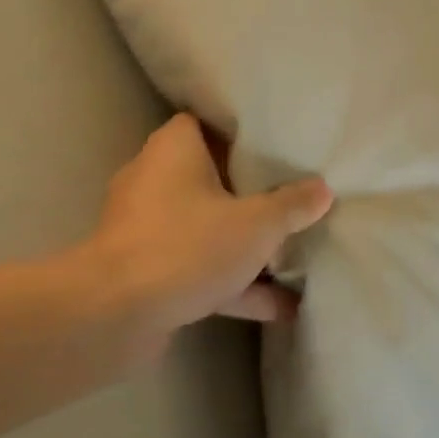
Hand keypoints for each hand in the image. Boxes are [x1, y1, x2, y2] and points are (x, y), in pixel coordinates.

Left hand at [82, 113, 332, 344]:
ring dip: (243, 245)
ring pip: (204, 227)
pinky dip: (231, 284)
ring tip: (291, 257)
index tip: (272, 144)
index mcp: (173, 148)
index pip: (204, 123)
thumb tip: (323, 189)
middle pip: (207, 176)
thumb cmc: (188, 244)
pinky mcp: (144, 271)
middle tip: (288, 197)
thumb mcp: (256, 224)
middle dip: (247, 193)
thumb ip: (291, 206)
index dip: (238, 132)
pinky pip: (196, 266)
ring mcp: (146, 227)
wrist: (115, 314)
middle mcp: (153, 179)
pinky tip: (280, 309)